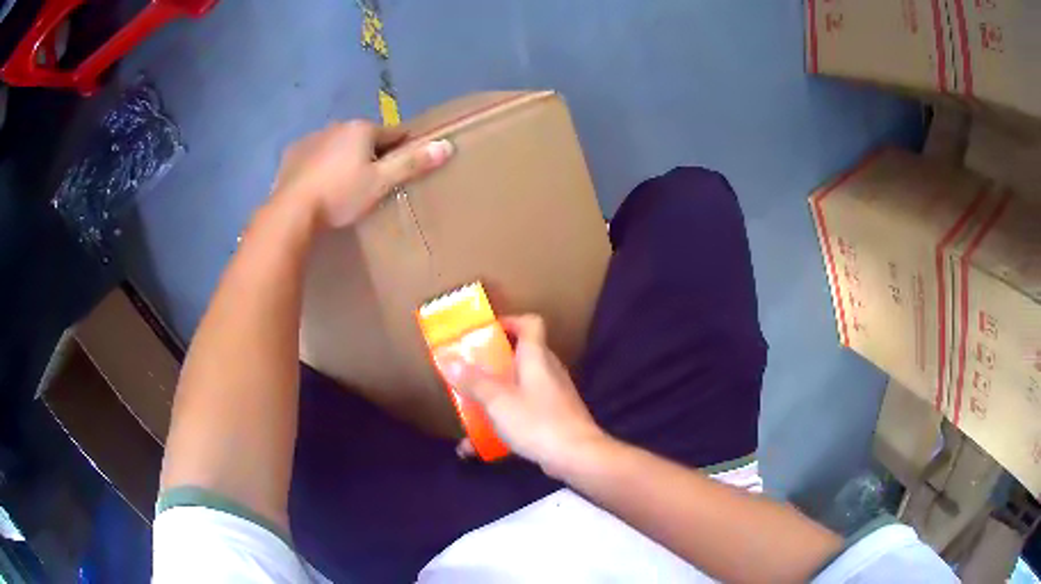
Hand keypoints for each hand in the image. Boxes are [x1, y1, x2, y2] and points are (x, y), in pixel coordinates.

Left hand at [270, 120, 452, 228]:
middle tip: (371, 182)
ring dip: (343, 157)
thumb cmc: (340, 196)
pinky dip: (319, 164)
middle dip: (370, 153)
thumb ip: (411, 163)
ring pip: (337, 144)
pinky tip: (318, 184)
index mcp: (361, 129)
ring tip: (342, 185)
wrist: (291, 212)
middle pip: (363, 138)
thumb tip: (447, 145)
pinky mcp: (291, 153)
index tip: (403, 166)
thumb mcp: (380, 183)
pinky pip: (314, 154)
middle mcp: (336, 126)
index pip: (393, 134)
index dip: (402, 148)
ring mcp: (311, 138)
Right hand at [439, 315, 607, 475]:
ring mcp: (554, 396)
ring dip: (495, 397)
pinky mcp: (554, 419)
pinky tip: (480, 446)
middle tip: (469, 371)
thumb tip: (446, 358)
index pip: (530, 323)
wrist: (577, 456)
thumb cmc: (537, 421)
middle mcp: (548, 371)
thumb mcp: (498, 400)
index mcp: (537, 357)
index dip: (510, 321)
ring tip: (469, 409)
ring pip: (519, 388)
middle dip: (493, 363)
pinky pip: (524, 413)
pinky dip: (503, 423)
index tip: (486, 332)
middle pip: (521, 355)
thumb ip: (472, 380)